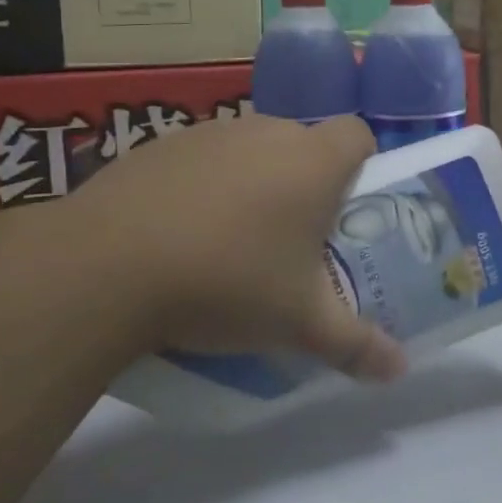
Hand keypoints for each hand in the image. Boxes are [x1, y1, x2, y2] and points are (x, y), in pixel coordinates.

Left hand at [58, 114, 405, 381]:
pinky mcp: (158, 145)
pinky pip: (202, 158)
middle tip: (292, 238)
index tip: (345, 208)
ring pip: (252, 149)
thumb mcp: (297, 323)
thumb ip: (354, 344)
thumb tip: (398, 370)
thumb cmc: (227, 282)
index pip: (358, 135)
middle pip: (304, 143)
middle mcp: (267, 132)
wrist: (103, 267)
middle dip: (306, 181)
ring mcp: (210, 133)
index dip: (360, 165)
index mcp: (313, 161)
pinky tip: (180, 233)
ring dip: (254, 181)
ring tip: (232, 240)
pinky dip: (204, 184)